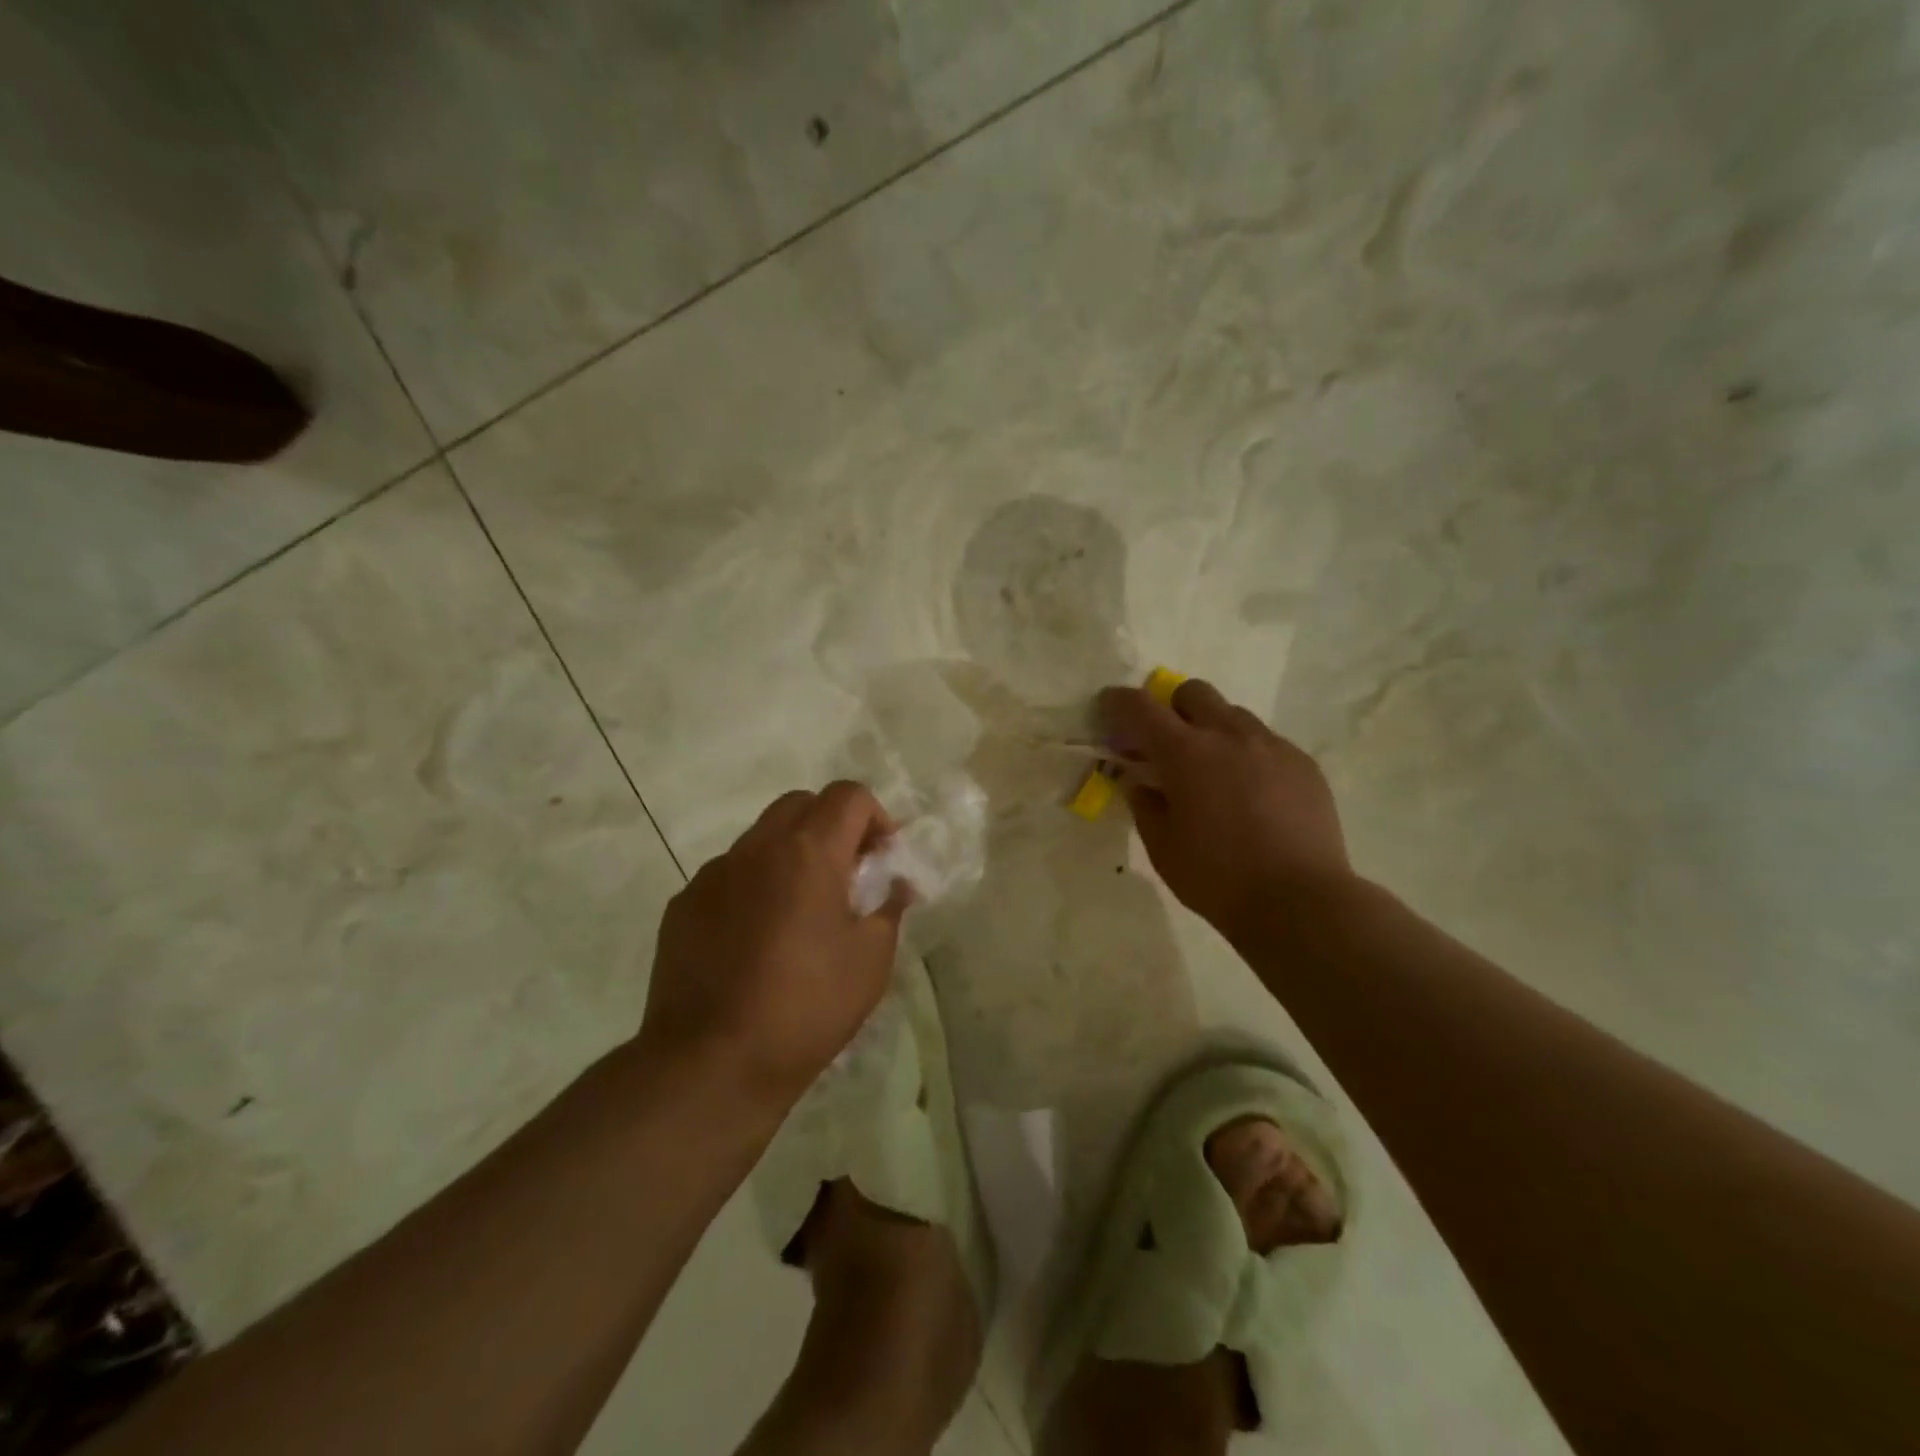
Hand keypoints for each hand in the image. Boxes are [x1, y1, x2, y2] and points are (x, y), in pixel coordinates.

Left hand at [638, 782, 908, 1110]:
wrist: (710, 1063)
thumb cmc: (806, 1007)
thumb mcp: (871, 960)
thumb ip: (889, 908)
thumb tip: (896, 884)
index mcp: (808, 852)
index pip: (848, 795)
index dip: (875, 817)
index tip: (882, 858)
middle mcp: (756, 848)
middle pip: (801, 804)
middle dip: (832, 826)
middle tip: (847, 875)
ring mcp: (712, 874)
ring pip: (761, 838)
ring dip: (790, 854)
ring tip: (800, 911)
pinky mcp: (683, 905)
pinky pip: (728, 875)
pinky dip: (753, 886)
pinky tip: (756, 939)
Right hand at [1097, 678, 1351, 935]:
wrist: (1299, 902)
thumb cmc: (1217, 877)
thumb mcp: (1162, 846)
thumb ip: (1145, 804)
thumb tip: (1140, 781)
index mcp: (1185, 752)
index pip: (1140, 707)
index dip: (1117, 702)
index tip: (1108, 709)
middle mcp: (1228, 735)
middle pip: (1192, 692)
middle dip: (1171, 709)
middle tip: (1167, 746)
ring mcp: (1271, 745)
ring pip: (1233, 714)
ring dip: (1212, 730)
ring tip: (1214, 772)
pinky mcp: (1303, 763)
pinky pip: (1267, 742)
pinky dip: (1248, 754)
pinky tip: (1252, 794)